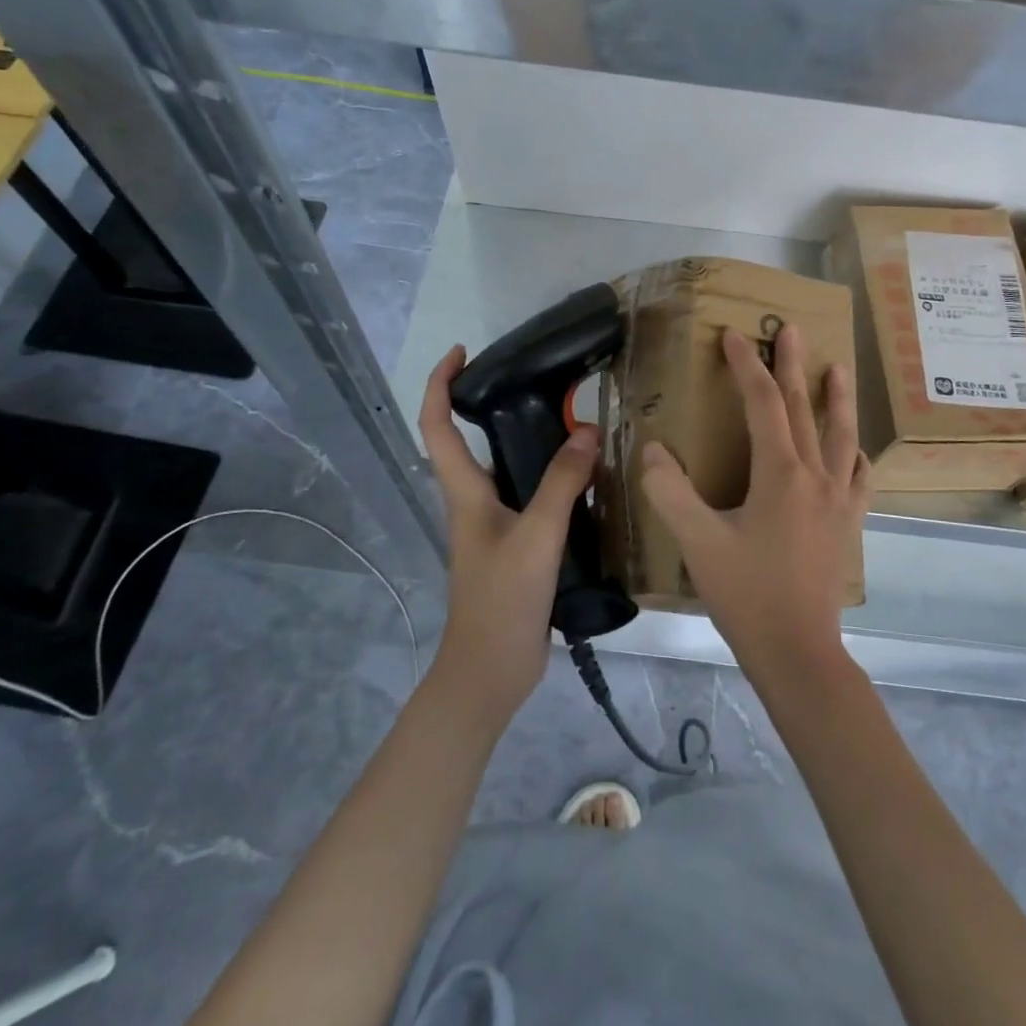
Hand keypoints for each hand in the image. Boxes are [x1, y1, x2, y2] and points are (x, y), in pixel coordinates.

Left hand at [418, 344, 597, 728]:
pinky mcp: (515, 546)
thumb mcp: (537, 536)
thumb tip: (588, 431)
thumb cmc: (502, 601)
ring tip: (573, 423)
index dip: (441, 384)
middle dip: (494, 405)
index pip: (437, 426)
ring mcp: (494, 526)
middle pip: (471, 442)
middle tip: (541, 383)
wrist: (490, 673)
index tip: (462, 352)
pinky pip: (532, 497)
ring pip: (508, 469)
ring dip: (531, 442)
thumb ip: (561, 483)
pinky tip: (586, 480)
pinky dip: (553, 477)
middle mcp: (473, 502)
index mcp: (464, 492)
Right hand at [640, 325, 870, 697]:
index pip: (763, 404)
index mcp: (780, 474)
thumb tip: (653, 450)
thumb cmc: (747, 595)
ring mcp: (839, 500)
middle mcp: (816, 476)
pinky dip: (854, 453)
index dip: (746, 367)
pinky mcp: (848, 524)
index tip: (733, 337)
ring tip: (837, 368)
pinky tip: (855, 449)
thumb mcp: (697, 542)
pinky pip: (857, 477)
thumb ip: (670, 492)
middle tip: (791, 329)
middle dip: (793, 366)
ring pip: (841, 436)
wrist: (798, 652)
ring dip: (837, 398)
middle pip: (804, 408)